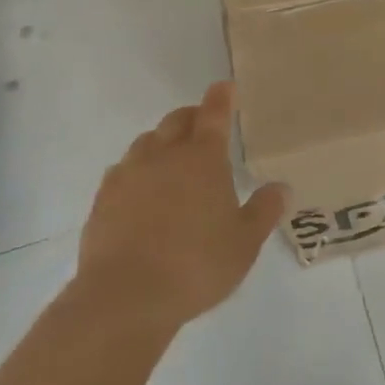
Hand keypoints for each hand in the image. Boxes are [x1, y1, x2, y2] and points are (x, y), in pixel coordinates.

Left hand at [73, 83, 287, 329]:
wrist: (125, 298)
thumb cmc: (196, 265)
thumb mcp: (245, 243)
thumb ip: (264, 210)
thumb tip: (282, 187)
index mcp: (203, 158)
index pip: (214, 114)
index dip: (221, 97)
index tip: (225, 86)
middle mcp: (164, 155)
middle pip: (177, 121)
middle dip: (192, 116)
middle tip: (202, 124)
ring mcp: (129, 175)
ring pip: (147, 142)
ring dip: (162, 141)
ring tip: (172, 158)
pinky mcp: (102, 199)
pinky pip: (122, 170)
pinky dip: (137, 170)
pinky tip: (140, 190)